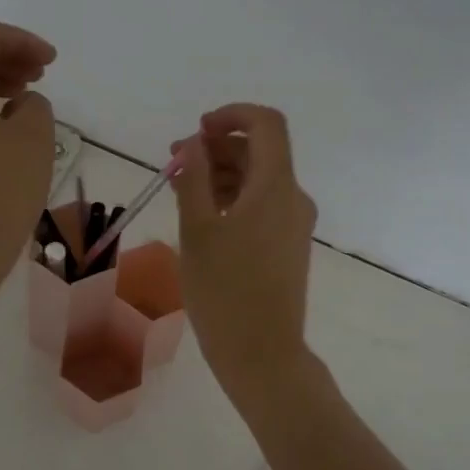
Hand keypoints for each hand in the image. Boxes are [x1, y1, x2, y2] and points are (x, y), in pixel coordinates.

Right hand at [170, 104, 318, 399]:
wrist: (261, 353)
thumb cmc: (224, 290)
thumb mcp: (197, 229)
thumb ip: (194, 178)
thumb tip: (194, 144)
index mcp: (275, 187)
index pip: (266, 124)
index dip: (231, 116)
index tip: (197, 131)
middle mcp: (293, 197)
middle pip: (260, 152)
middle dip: (217, 148)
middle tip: (176, 163)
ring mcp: (294, 223)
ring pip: (258, 179)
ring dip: (221, 174)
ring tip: (180, 190)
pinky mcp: (288, 244)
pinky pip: (261, 205)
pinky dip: (232, 198)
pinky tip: (202, 215)